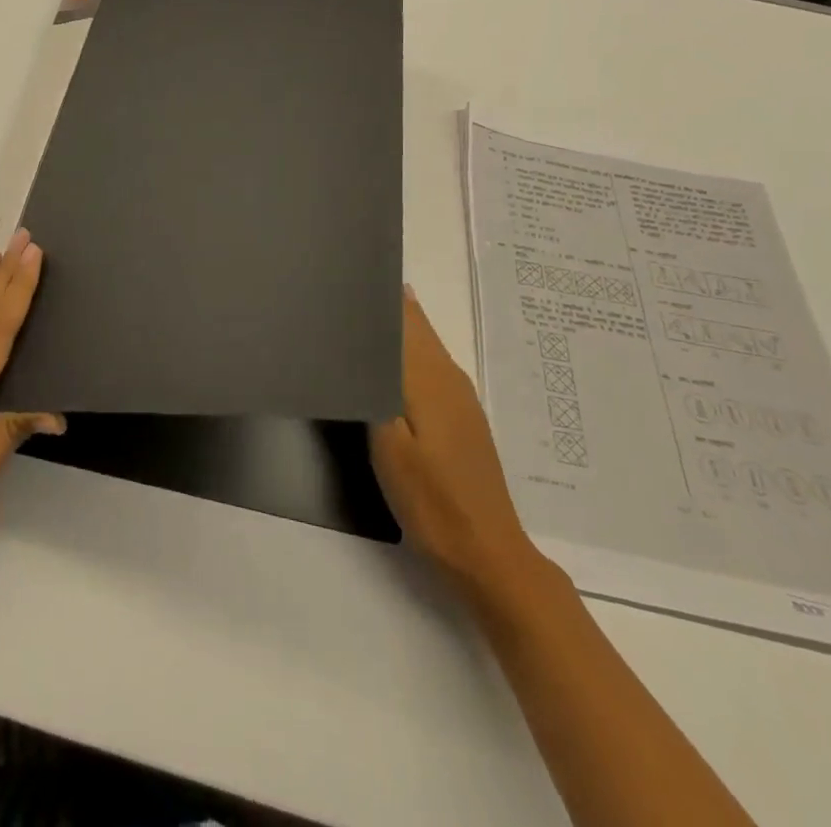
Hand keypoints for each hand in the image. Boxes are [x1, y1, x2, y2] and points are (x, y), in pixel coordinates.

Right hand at [371, 288, 544, 595]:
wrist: (486, 554)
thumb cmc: (430, 499)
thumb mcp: (389, 443)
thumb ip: (376, 386)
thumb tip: (366, 338)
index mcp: (430, 376)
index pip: (404, 317)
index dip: (377, 294)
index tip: (345, 277)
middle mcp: (449, 377)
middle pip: (416, 325)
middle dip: (385, 304)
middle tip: (343, 290)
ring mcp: (460, 397)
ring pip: (425, 344)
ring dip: (396, 326)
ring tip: (358, 315)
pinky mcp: (462, 417)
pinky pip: (431, 365)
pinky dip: (407, 351)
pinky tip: (387, 361)